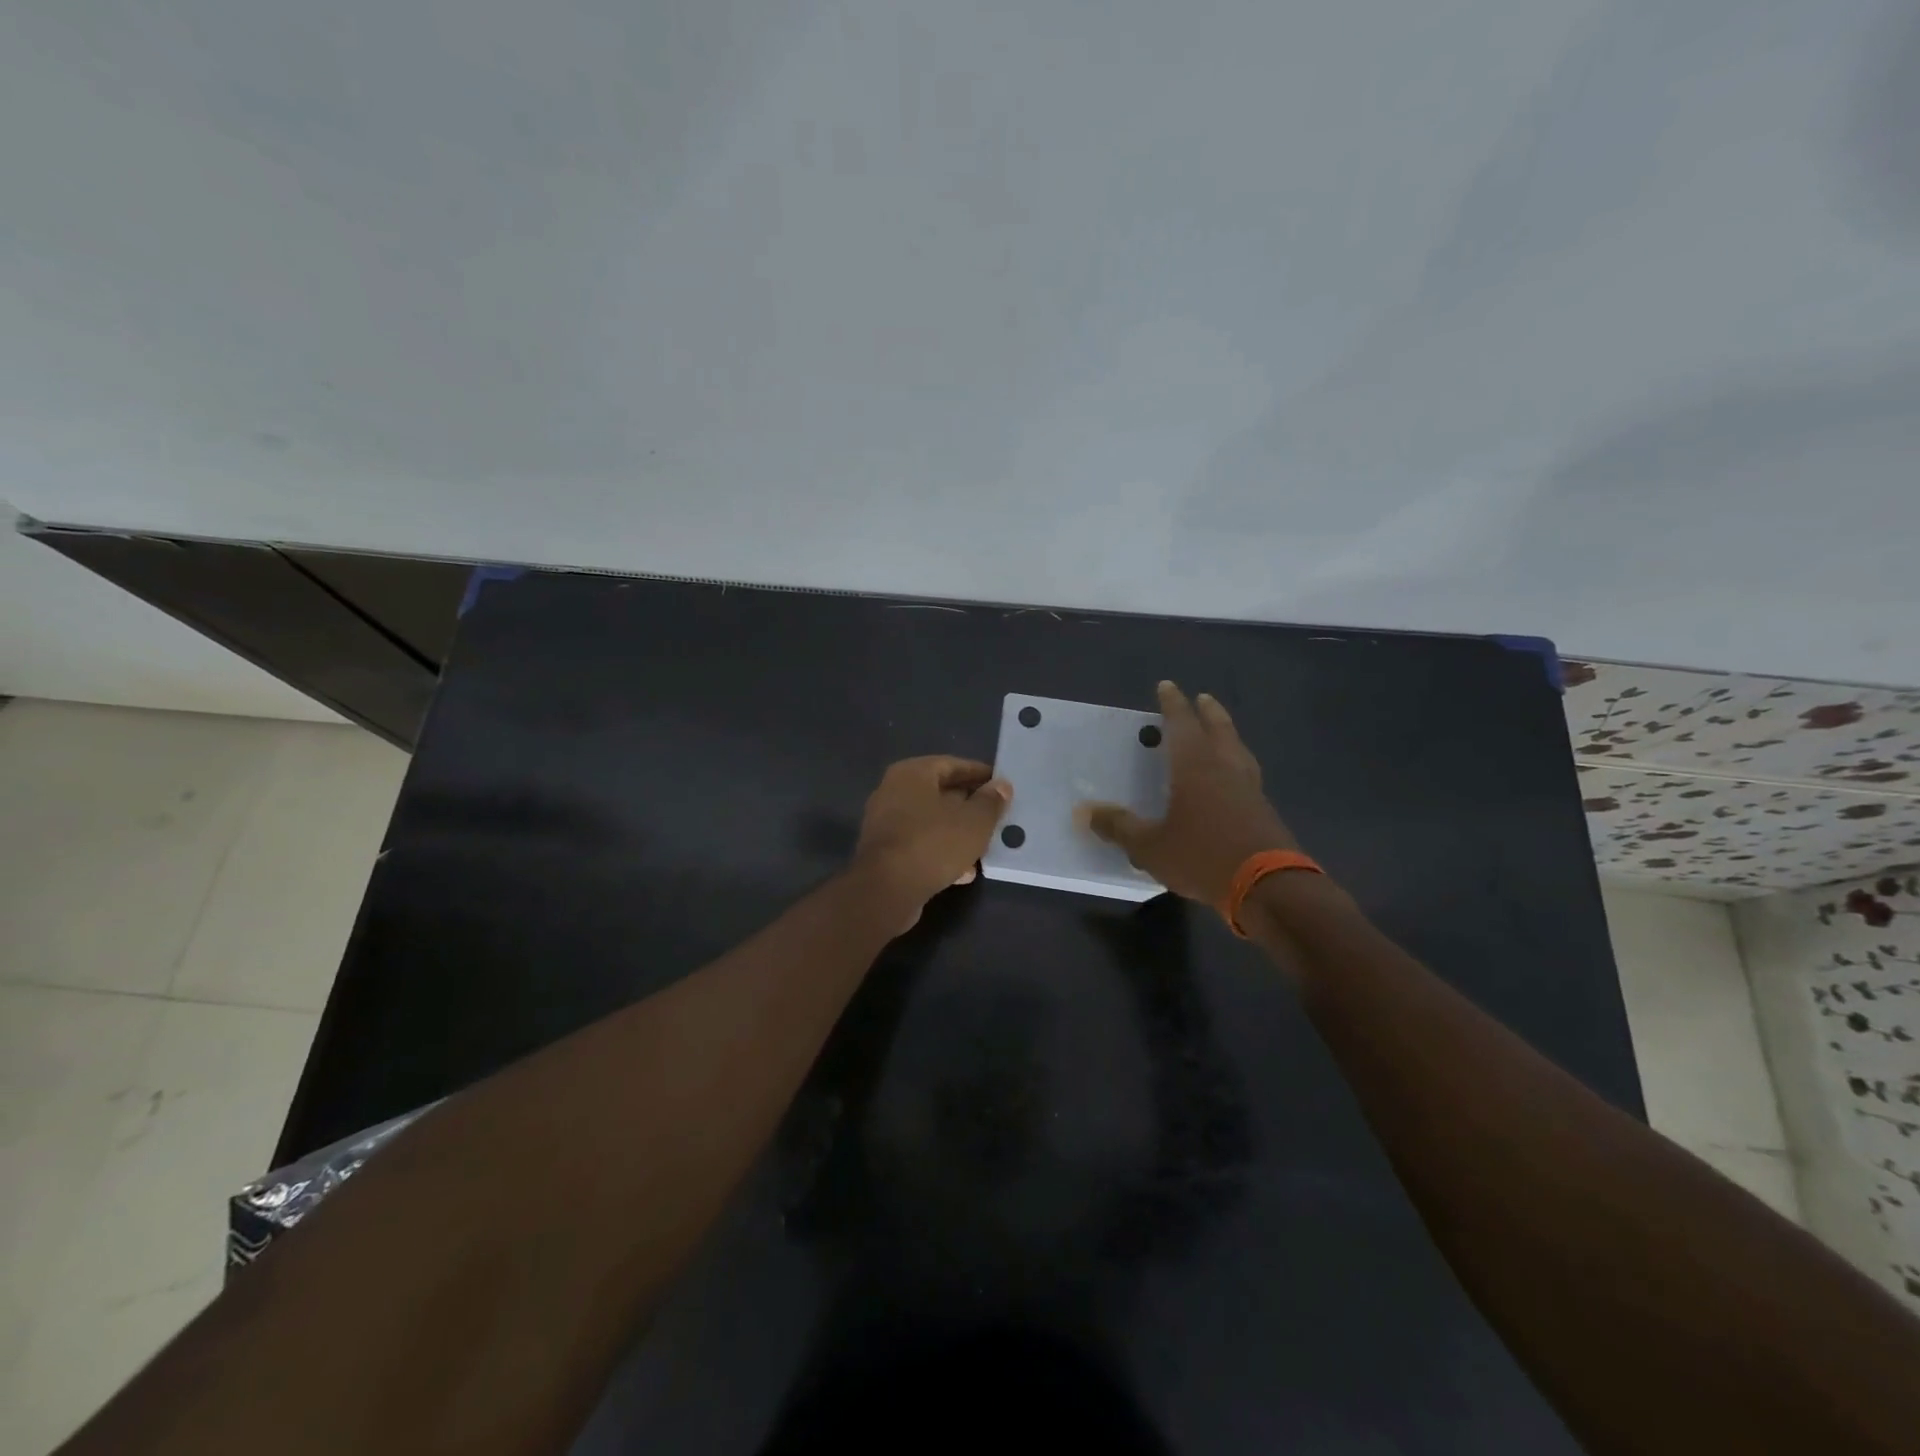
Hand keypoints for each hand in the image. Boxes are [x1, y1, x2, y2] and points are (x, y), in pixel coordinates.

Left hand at [851, 756, 1011, 924]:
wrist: (886, 891)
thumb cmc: (933, 843)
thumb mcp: (974, 821)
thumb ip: (991, 802)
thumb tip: (1001, 786)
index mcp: (912, 773)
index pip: (952, 764)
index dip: (980, 774)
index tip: (1002, 786)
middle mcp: (893, 791)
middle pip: (940, 793)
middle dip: (969, 806)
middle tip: (996, 816)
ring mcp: (885, 823)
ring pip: (931, 822)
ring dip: (957, 833)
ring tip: (985, 847)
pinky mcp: (884, 853)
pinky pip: (920, 844)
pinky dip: (941, 852)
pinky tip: (964, 871)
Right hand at [1078, 681, 1298, 907]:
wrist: (1269, 888)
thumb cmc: (1203, 856)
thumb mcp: (1150, 846)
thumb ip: (1119, 827)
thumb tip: (1085, 813)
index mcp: (1196, 767)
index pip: (1183, 724)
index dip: (1173, 705)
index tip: (1167, 686)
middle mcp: (1226, 769)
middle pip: (1219, 730)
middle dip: (1209, 712)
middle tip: (1203, 699)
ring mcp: (1250, 790)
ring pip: (1238, 751)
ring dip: (1227, 735)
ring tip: (1220, 733)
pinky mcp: (1264, 812)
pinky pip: (1247, 776)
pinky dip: (1236, 766)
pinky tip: (1231, 780)